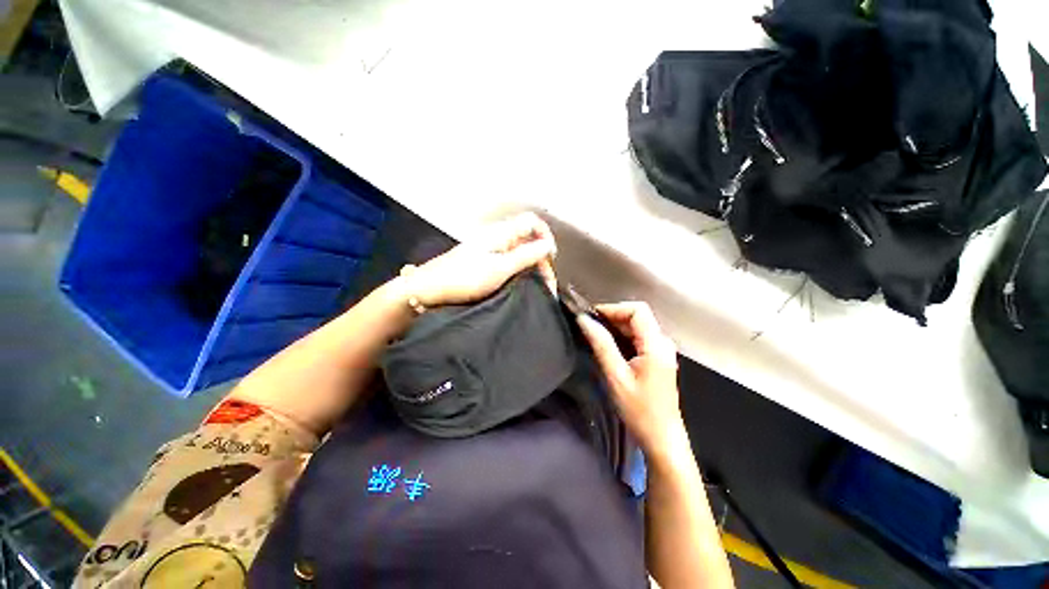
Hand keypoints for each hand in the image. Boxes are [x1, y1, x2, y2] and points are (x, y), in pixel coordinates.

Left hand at [404, 213, 557, 307]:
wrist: (429, 288)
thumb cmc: (464, 279)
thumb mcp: (500, 269)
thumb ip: (525, 256)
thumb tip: (548, 245)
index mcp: (500, 233)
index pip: (531, 222)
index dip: (545, 236)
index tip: (550, 259)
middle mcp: (496, 236)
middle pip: (528, 238)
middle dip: (540, 257)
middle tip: (546, 281)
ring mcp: (489, 248)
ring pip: (519, 250)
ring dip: (531, 265)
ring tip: (536, 285)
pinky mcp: (483, 260)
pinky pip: (509, 259)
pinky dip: (519, 269)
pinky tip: (520, 282)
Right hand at [578, 302, 687, 458]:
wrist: (662, 439)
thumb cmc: (640, 410)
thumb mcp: (616, 376)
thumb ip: (601, 344)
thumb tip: (583, 319)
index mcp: (656, 344)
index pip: (637, 310)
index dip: (613, 308)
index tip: (591, 316)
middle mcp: (662, 343)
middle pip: (637, 316)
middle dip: (612, 317)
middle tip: (588, 326)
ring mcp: (661, 351)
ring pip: (637, 327)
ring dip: (615, 327)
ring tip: (593, 335)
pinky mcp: (657, 359)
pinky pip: (638, 339)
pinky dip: (621, 337)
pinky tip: (607, 346)